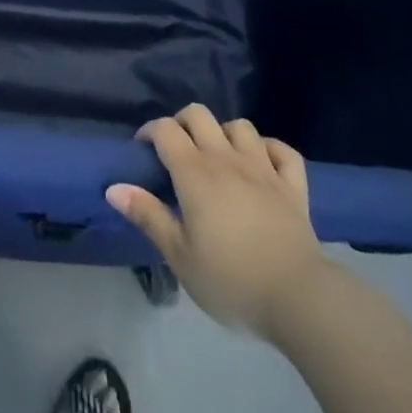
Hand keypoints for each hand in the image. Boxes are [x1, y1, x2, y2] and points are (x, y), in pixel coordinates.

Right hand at [106, 104, 327, 337]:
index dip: (150, 131)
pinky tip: (262, 163)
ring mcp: (263, 168)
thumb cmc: (230, 279)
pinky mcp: (293, 186)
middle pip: (199, 115)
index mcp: (195, 173)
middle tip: (176, 150)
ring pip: (240, 126)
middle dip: (182, 123)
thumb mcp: (179, 255)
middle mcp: (226, 158)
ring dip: (224, 133)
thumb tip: (113, 187)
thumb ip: (148, 216)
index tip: (143, 151)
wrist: (298, 298)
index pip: (166, 129)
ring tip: (218, 156)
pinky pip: (282, 150)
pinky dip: (270, 149)